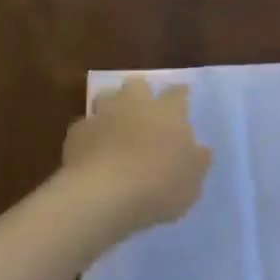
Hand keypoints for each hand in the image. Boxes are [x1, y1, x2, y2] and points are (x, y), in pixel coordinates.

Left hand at [61, 78, 212, 233]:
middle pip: (137, 85)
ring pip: (106, 99)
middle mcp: (135, 104)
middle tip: (143, 112)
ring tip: (114, 130)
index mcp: (168, 111)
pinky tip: (91, 154)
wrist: (105, 194)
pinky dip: (89, 137)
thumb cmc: (160, 185)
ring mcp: (103, 115)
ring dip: (111, 110)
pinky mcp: (77, 132)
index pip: (178, 93)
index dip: (180, 95)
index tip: (182, 99)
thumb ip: (197, 162)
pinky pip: (85, 128)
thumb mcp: (192, 182)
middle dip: (140, 94)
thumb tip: (201, 150)